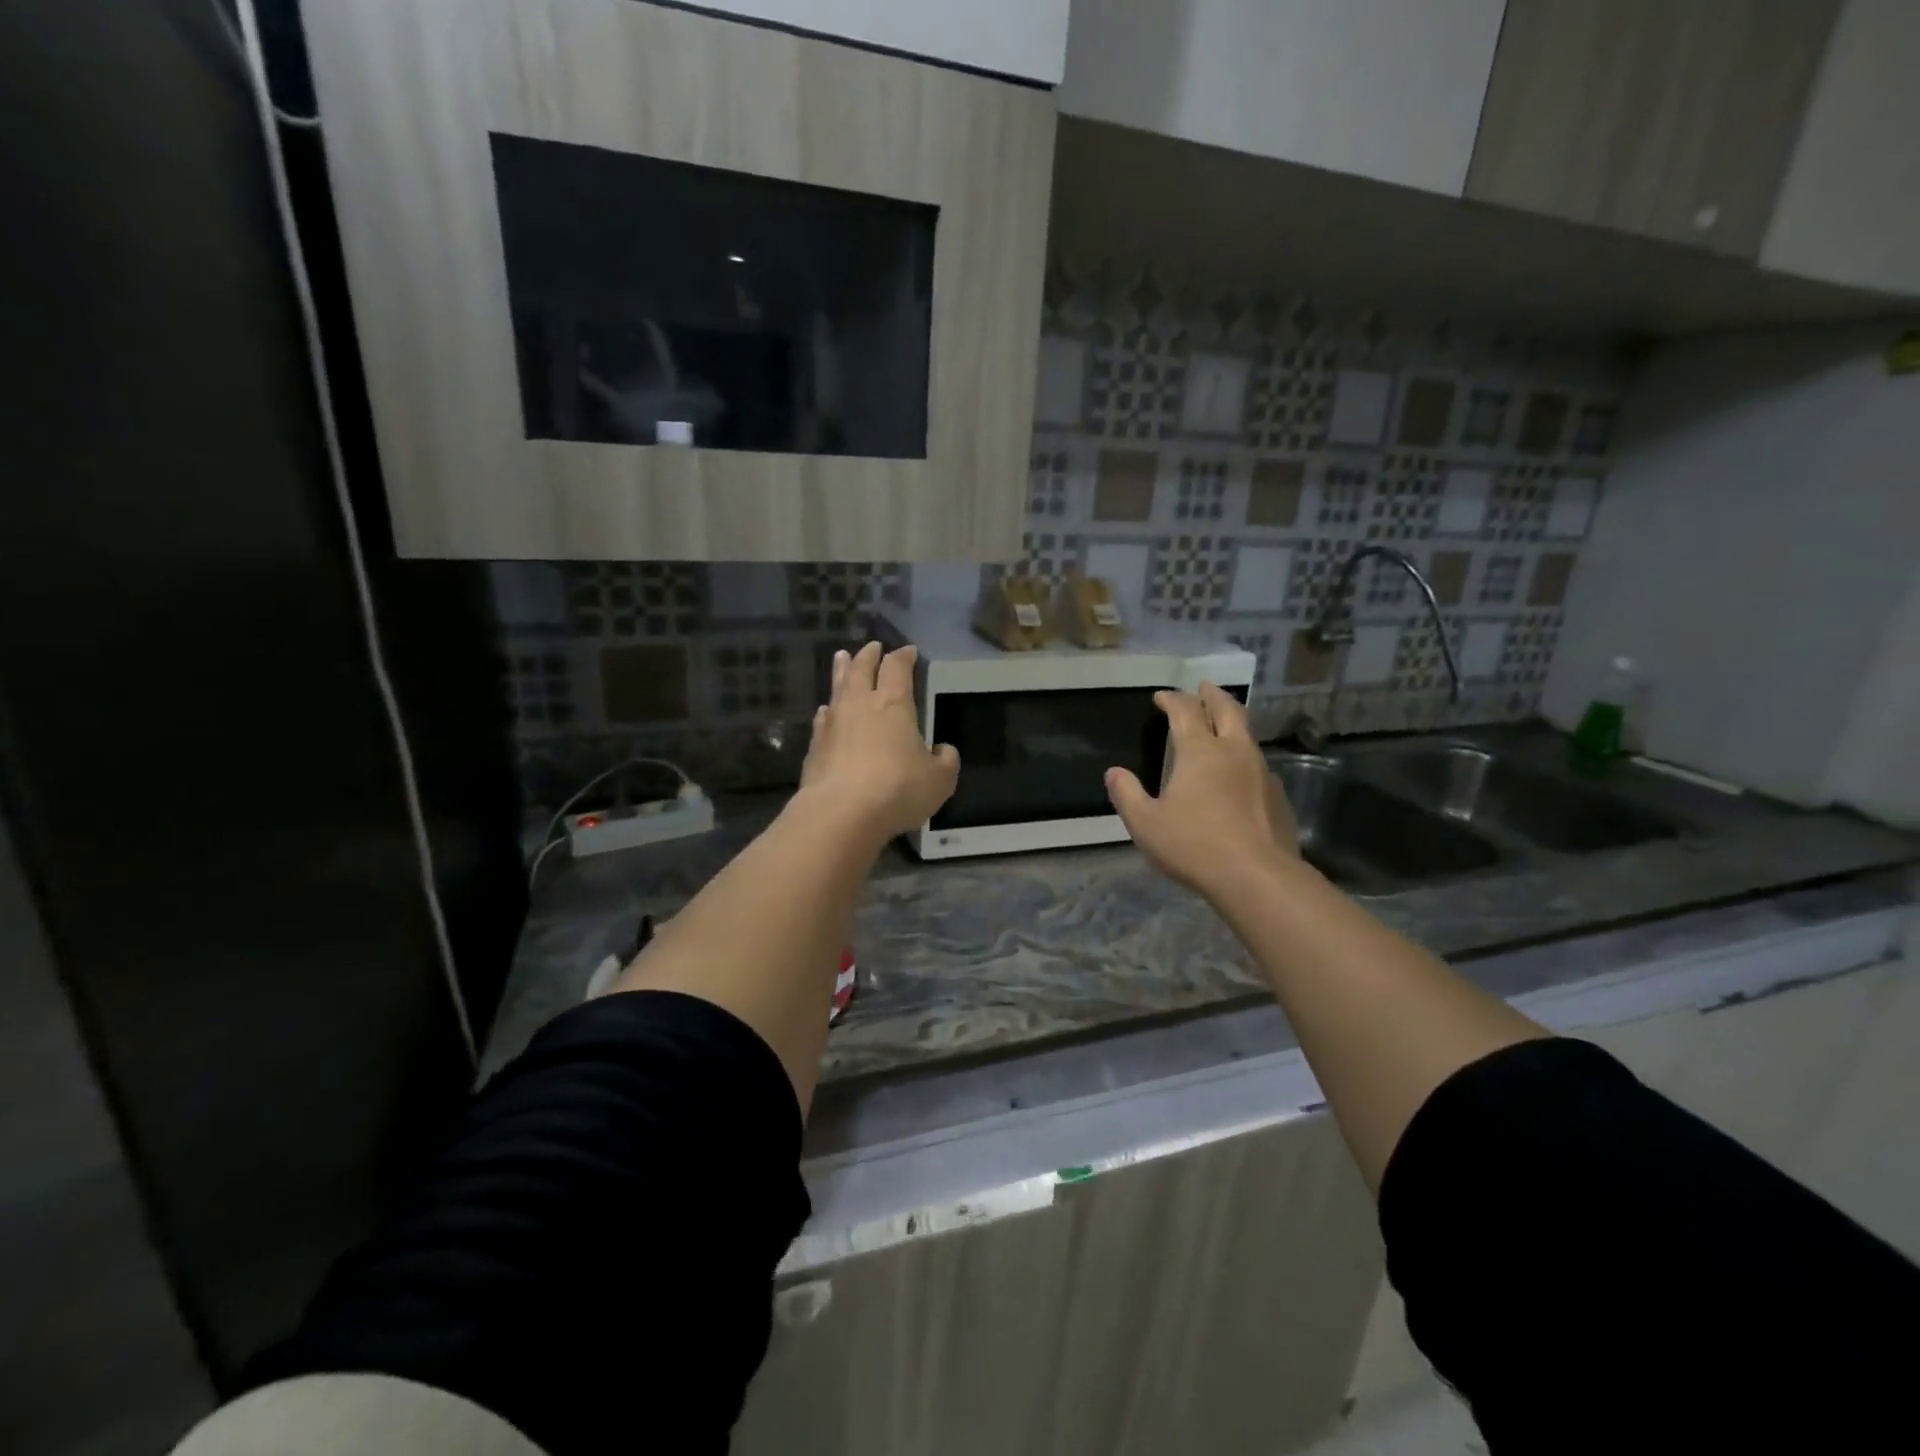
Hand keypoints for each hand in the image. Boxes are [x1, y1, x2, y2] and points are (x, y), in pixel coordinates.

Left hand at [800, 641, 959, 840]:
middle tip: (872, 647)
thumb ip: (945, 761)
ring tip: (842, 658)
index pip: (897, 668)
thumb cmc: (897, 790)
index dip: (903, 657)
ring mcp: (833, 724)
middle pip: (862, 669)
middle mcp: (860, 705)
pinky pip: (823, 718)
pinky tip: (826, 711)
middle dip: (868, 655)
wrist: (841, 813)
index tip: (908, 651)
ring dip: (842, 671)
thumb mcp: (939, 780)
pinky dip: (828, 710)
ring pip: (837, 687)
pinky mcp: (815, 746)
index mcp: (893, 704)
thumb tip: (943, 750)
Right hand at [1105, 683, 1300, 898]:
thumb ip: (1127, 795)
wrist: (1258, 877)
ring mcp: (1261, 772)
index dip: (1172, 699)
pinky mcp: (1277, 796)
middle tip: (1203, 687)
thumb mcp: (1146, 823)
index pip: (1185, 711)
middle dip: (1212, 695)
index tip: (1161, 697)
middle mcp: (1234, 751)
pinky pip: (1258, 764)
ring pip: (1247, 734)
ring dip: (1232, 722)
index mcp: (1200, 751)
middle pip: (1227, 710)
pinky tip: (1239, 773)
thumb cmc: (1194, 846)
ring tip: (1222, 723)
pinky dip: (1244, 756)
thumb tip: (1114, 773)